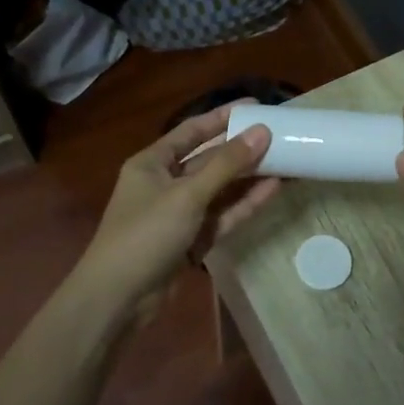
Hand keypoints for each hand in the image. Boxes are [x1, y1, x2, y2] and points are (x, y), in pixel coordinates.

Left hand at [76, 104, 280, 318]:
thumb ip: (226, 164)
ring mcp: (179, 214)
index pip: (192, 131)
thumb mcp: (187, 194)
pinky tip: (272, 190)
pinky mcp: (192, 240)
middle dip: (241, 149)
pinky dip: (244, 204)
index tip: (254, 107)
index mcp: (152, 163)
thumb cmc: (145, 234)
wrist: (119, 298)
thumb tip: (262, 131)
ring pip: (219, 189)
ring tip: (284, 160)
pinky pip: (222, 216)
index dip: (222, 117)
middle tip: (278, 135)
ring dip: (248, 177)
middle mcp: (165, 183)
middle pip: (208, 159)